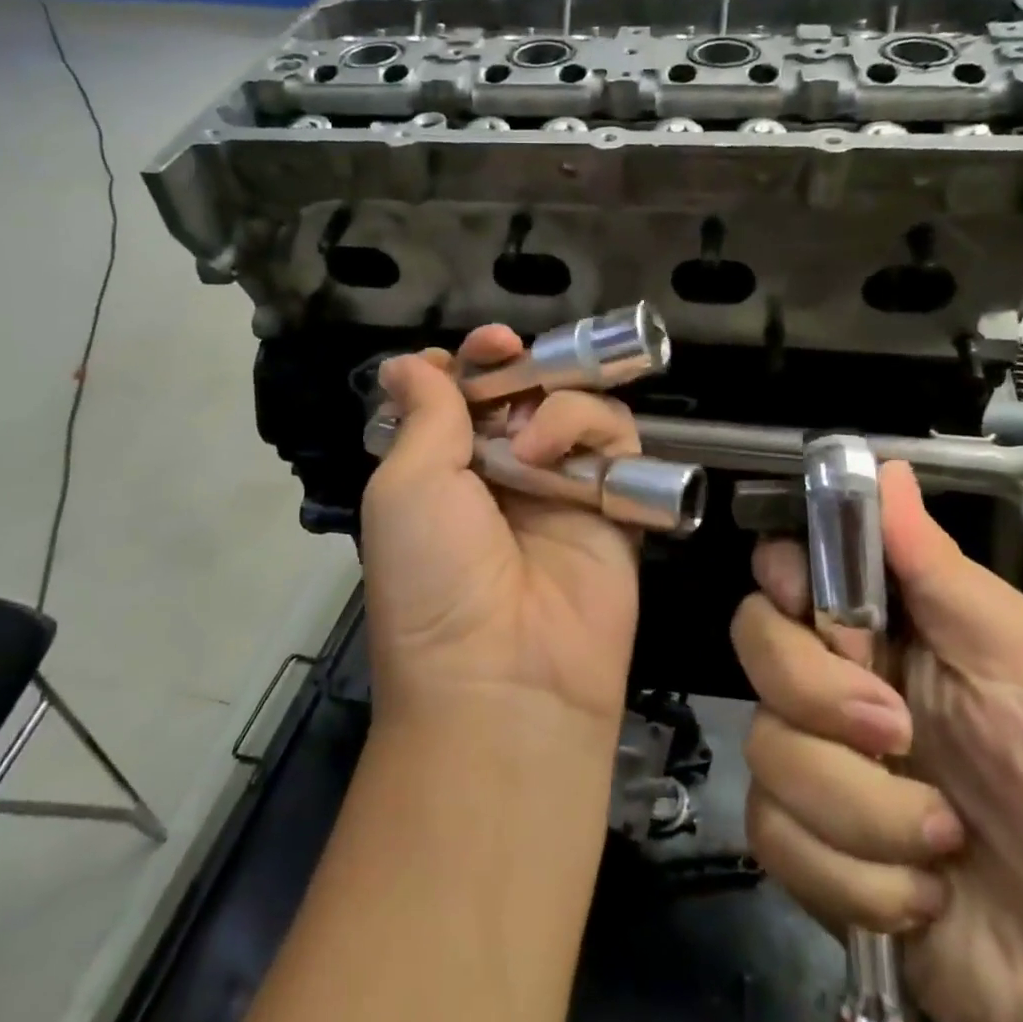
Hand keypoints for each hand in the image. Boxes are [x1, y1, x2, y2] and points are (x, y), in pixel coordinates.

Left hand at [360, 326, 642, 730]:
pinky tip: (559, 457)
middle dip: (517, 365)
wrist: (504, 675)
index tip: (479, 346)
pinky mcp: (613, 505)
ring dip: (552, 404)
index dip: (470, 361)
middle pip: (523, 391)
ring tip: (528, 442)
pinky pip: (618, 442)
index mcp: (444, 470)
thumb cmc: (434, 574)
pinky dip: (591, 430)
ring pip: (574, 406)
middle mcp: (503, 474)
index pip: (464, 395)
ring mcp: (561, 488)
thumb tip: (408, 363)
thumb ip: (422, 413)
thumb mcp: (405, 485)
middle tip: (508, 352)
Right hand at [733, 462, 1022, 1021]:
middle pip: (754, 641)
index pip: (785, 566)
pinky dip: (855, 875)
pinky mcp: (798, 838)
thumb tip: (886, 467)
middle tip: (899, 732)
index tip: (819, 610)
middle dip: (821, 696)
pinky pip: (775, 832)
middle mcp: (829, 678)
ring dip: (862, 808)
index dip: (784, 576)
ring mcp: (808, 758)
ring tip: (941, 835)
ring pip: (765, 747)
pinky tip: (915, 887)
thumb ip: (940, 568)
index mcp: (880, 624)